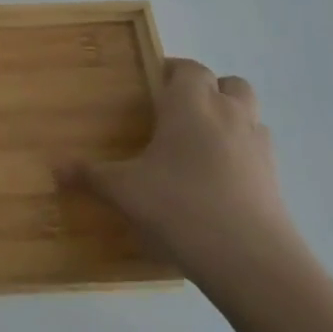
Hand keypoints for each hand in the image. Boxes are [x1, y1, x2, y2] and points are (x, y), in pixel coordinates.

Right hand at [64, 58, 298, 284]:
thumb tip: (56, 168)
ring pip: (249, 114)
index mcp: (190, 105)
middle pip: (228, 83)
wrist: (252, 263)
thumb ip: (91, 176)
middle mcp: (228, 115)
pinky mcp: (276, 180)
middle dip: (207, 90)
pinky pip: (257, 151)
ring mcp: (258, 147)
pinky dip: (241, 155)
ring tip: (200, 145)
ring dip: (229, 119)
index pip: (188, 68)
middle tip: (178, 113)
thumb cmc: (180, 207)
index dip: (171, 72)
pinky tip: (218, 181)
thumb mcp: (124, 192)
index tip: (150, 87)